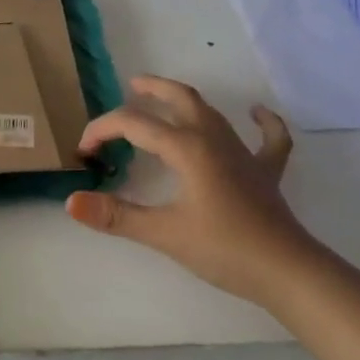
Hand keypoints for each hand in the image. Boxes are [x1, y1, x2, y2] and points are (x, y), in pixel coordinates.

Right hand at [66, 77, 314, 303]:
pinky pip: (268, 138)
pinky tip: (257, 113)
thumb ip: (115, 216)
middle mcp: (213, 139)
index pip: (133, 124)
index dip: (102, 131)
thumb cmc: (223, 249)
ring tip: (165, 99)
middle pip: (180, 99)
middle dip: (152, 89)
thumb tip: (71, 201)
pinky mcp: (265, 172)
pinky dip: (262, 122)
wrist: (288, 272)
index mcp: (186, 147)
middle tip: (131, 87)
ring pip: (211, 113)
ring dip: (185, 101)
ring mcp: (244, 153)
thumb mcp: (163, 233)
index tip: (84, 152)